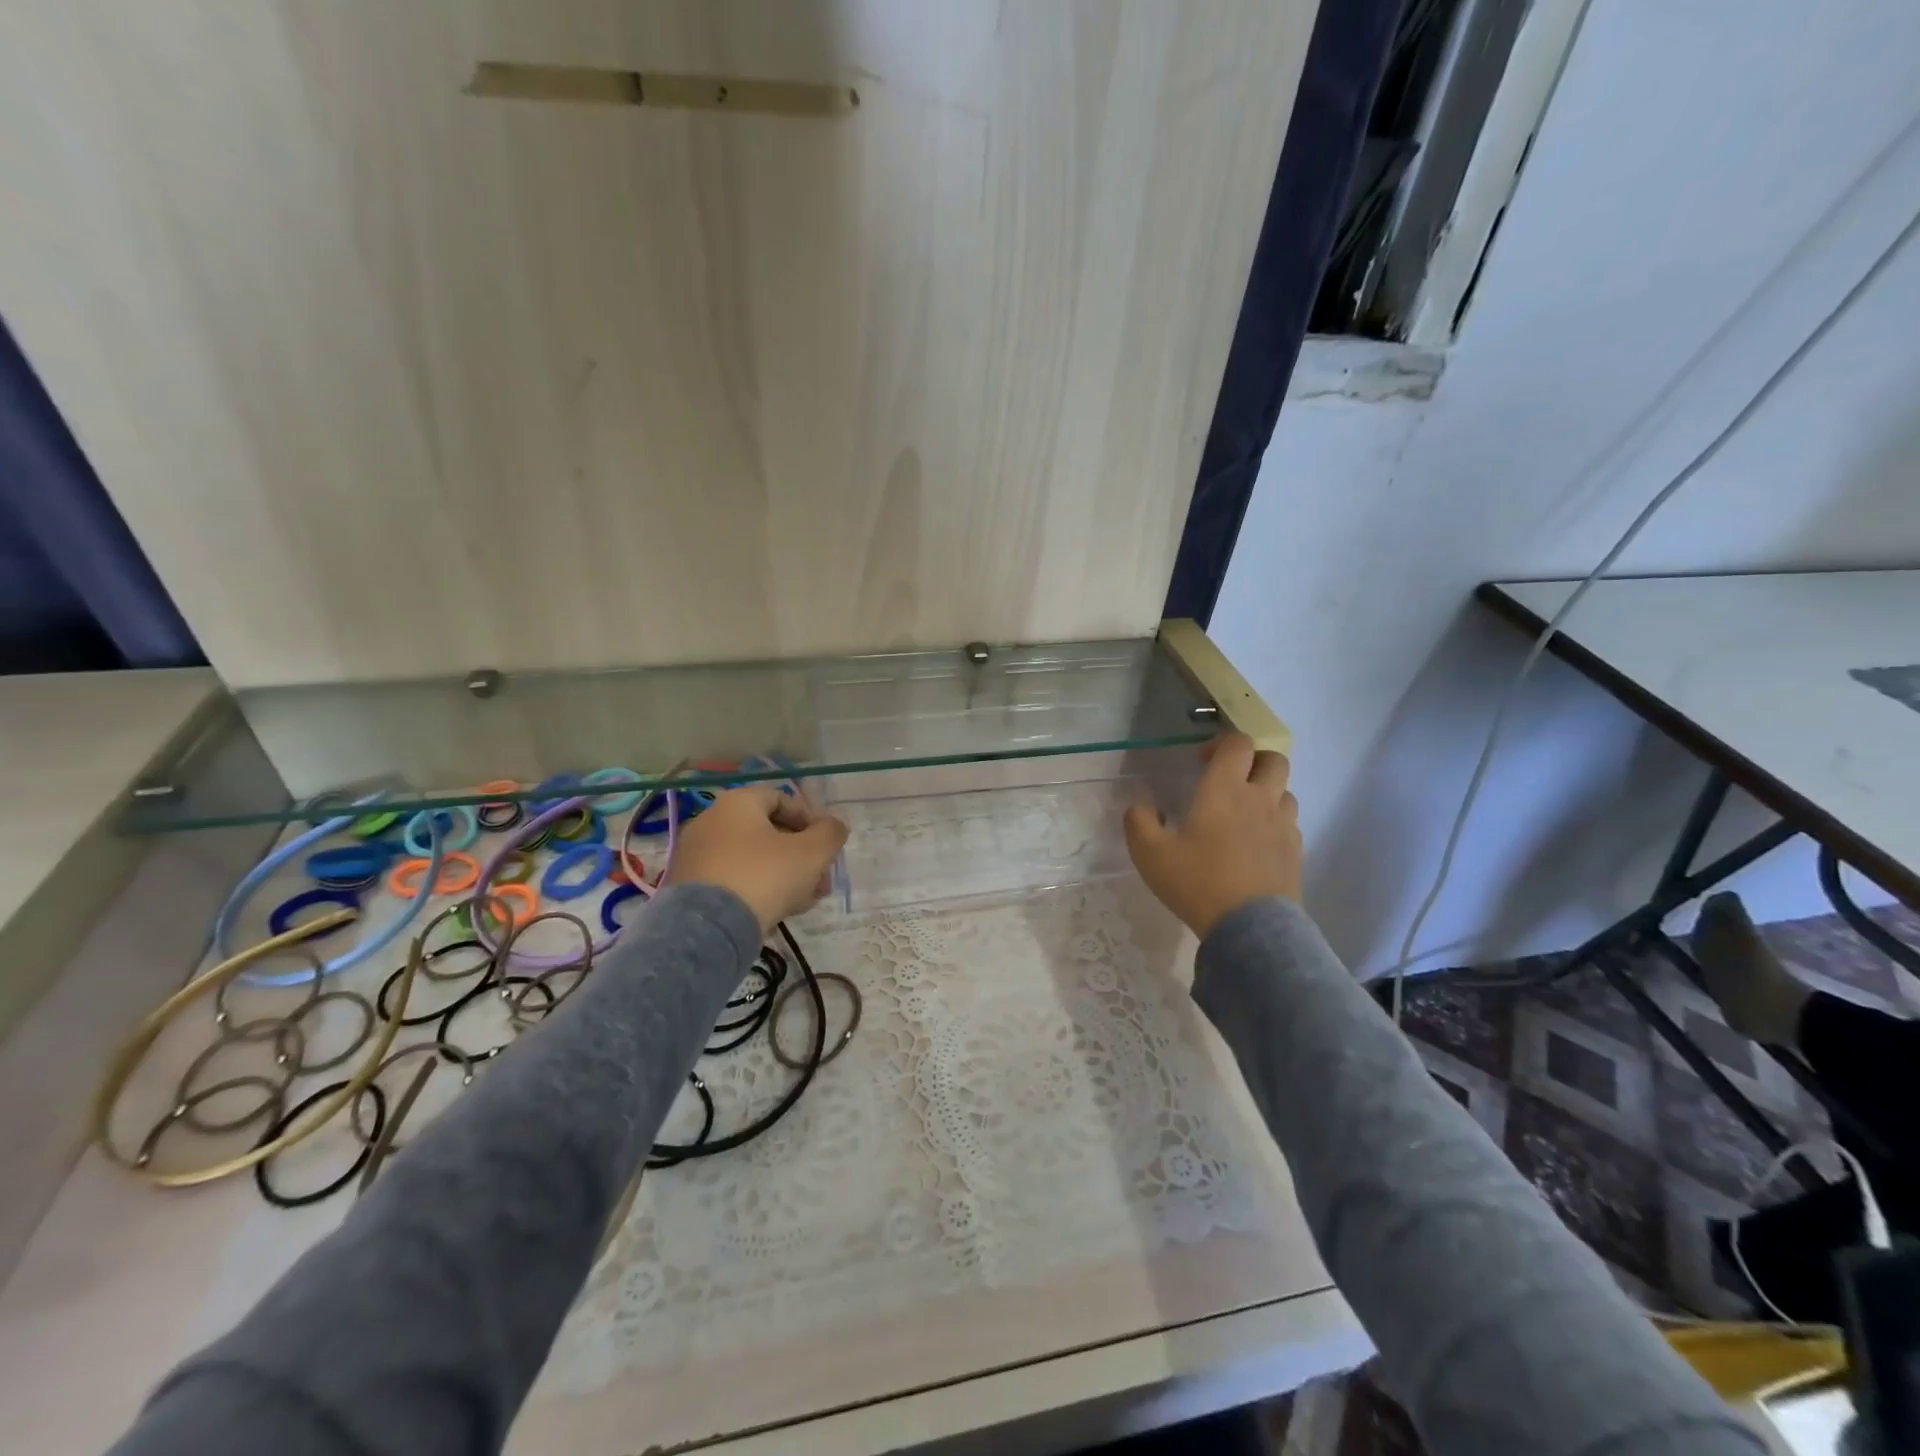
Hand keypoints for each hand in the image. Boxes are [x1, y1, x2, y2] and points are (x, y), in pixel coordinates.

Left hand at [667, 785, 849, 935]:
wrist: (708, 929)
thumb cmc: (765, 876)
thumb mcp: (812, 853)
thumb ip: (831, 833)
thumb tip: (835, 825)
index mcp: (737, 803)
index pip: (782, 798)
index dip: (810, 819)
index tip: (826, 846)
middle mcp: (710, 821)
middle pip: (767, 831)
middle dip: (801, 855)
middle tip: (820, 881)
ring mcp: (695, 855)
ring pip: (751, 859)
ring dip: (783, 875)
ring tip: (803, 902)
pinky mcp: (687, 887)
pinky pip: (731, 879)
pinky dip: (755, 889)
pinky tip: (774, 913)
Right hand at [1124, 733, 1301, 938]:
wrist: (1249, 928)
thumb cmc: (1198, 882)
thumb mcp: (1150, 854)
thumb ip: (1139, 822)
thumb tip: (1141, 806)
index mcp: (1225, 790)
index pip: (1238, 744)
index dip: (1221, 744)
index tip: (1202, 762)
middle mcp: (1260, 799)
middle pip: (1274, 760)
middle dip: (1253, 761)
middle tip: (1230, 780)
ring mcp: (1283, 826)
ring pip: (1286, 792)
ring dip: (1267, 793)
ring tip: (1244, 814)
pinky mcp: (1296, 853)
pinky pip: (1290, 824)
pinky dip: (1275, 824)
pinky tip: (1256, 844)